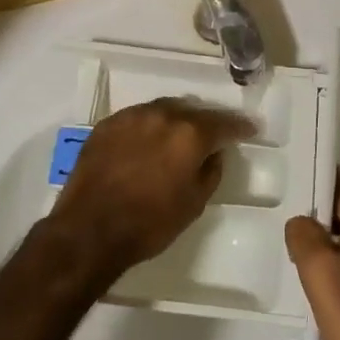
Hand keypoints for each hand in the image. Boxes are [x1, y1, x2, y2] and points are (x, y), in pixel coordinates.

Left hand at [48, 99, 253, 285]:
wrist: (89, 229)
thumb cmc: (149, 223)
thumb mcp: (193, 204)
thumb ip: (211, 172)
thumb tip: (214, 154)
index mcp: (189, 134)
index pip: (223, 123)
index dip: (239, 126)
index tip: (250, 129)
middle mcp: (162, 115)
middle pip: (193, 111)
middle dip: (206, 121)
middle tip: (214, 134)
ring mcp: (132, 116)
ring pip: (164, 110)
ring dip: (176, 120)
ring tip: (180, 135)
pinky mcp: (107, 124)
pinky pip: (138, 118)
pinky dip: (149, 126)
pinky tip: (148, 141)